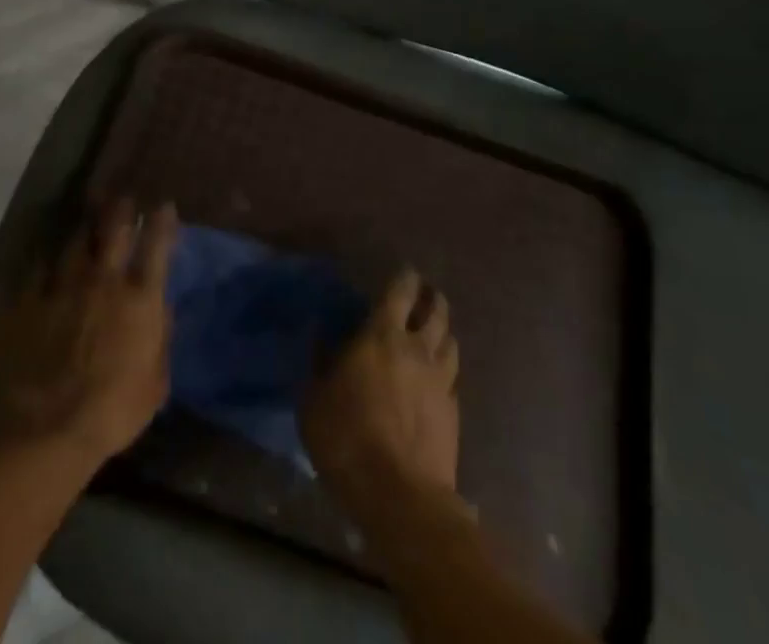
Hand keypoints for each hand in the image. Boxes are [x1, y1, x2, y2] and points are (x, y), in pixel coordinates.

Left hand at [0, 197, 177, 464]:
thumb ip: (161, 340)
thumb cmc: (113, 412)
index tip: (163, 205)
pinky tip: (46, 258)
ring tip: (85, 223)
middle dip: (121, 209)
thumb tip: (163, 310)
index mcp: (139, 300)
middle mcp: (103, 281)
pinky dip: (46, 262)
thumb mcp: (155, 384)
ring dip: (83, 230)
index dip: (161, 222)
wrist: (46, 431)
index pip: (156, 247)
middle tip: (123, 197)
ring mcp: (63, 287)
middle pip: (113, 230)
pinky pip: (38, 269)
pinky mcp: (28, 301)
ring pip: (74, 242)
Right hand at [301, 268, 460, 502]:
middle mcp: (418, 348)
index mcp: (382, 335)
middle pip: (436, 311)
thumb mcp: (314, 399)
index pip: (401, 291)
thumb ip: (319, 361)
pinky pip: (454, 379)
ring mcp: (441, 381)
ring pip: (451, 342)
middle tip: (424, 295)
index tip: (405, 272)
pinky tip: (438, 379)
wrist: (400, 496)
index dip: (405, 277)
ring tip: (434, 333)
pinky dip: (447, 370)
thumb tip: (320, 334)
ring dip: (443, 332)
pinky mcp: (454, 413)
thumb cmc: (346, 438)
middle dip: (431, 298)